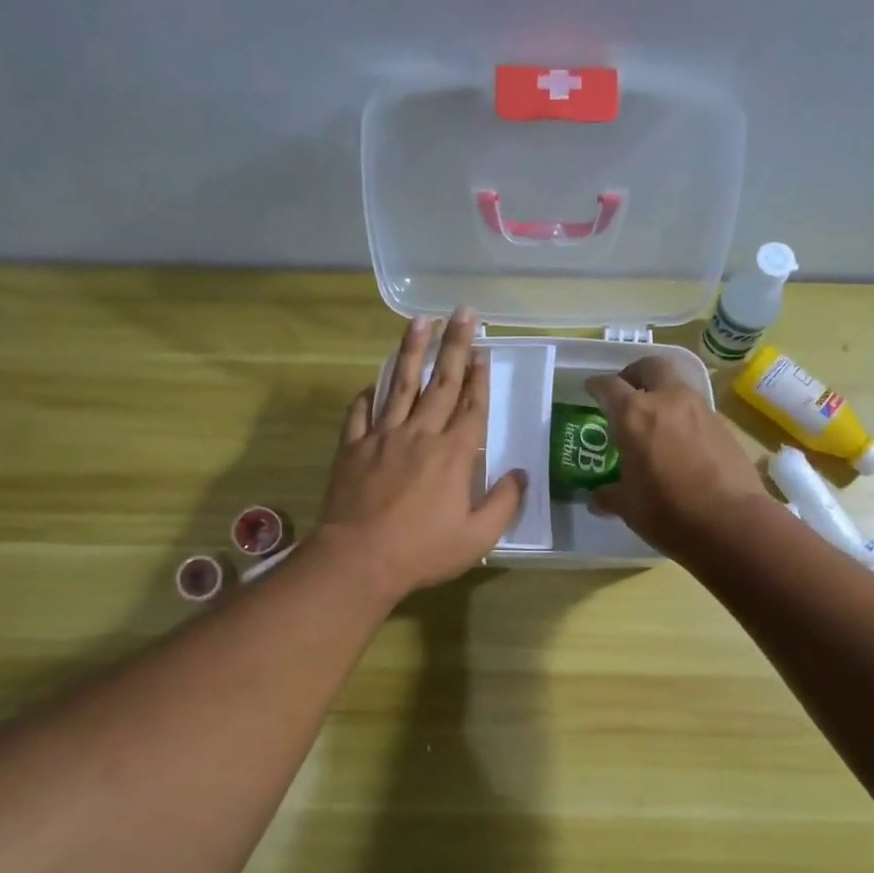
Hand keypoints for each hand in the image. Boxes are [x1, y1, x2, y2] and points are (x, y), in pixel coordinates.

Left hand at [313, 310, 526, 602]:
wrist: (358, 559)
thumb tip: (520, 475)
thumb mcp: (477, 537)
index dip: (479, 378)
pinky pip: (360, 412)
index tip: (483, 351)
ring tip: (420, 321)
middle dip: (455, 346)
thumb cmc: (423, 552)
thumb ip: (503, 503)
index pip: (472, 407)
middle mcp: (420, 435)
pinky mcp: (352, 448)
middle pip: (441, 383)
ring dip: (412, 352)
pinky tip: (373, 383)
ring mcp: (382, 437)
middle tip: (463, 313)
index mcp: (453, 455)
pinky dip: (368, 394)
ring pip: (399, 385)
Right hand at [584, 357, 768, 557]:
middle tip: (627, 390)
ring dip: (663, 394)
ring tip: (654, 420)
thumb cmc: (667, 512)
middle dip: (636, 373)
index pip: (610, 387)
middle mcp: (668, 401)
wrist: (730, 522)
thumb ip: (610, 496)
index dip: (597, 386)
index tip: (591, 389)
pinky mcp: (724, 426)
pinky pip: (697, 411)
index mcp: (635, 416)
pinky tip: (680, 442)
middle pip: (651, 367)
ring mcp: (701, 411)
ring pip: (678, 387)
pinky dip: (683, 417)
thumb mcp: (629, 506)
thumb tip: (597, 500)